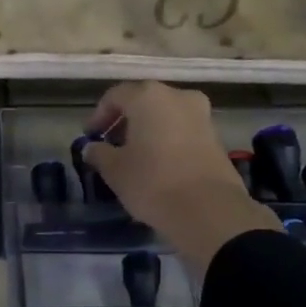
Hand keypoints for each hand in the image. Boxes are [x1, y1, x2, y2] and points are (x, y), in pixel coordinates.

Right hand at [82, 81, 281, 270]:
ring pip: (165, 115)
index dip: (98, 115)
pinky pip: (182, 130)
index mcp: (148, 97)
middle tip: (110, 144)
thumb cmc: (152, 182)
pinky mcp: (216, 136)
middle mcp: (177, 96)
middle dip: (124, 121)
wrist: (208, 210)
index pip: (115, 96)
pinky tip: (158, 163)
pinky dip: (166, 139)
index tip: (90, 136)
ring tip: (134, 155)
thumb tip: (92, 148)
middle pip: (143, 101)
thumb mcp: (115, 170)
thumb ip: (99, 153)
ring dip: (147, 130)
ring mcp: (201, 114)